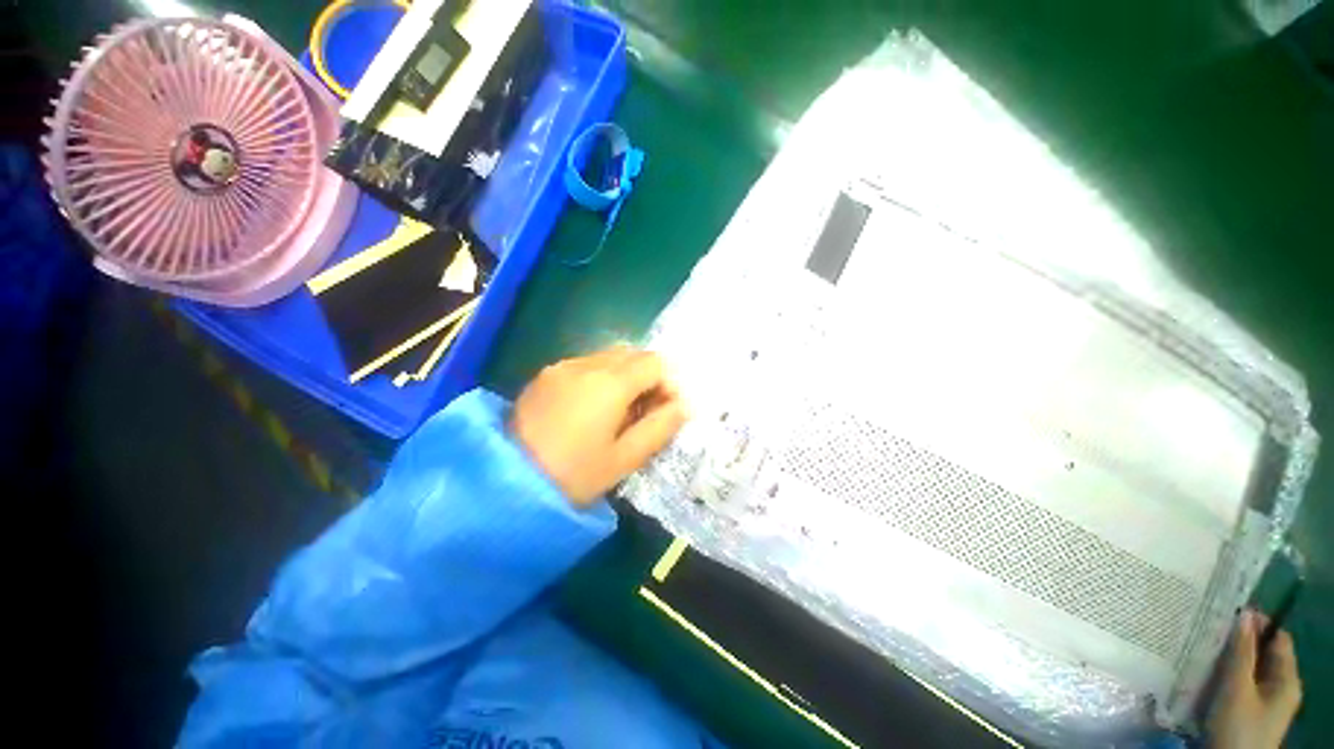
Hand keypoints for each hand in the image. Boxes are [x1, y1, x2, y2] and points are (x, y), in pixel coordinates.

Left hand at [511, 347, 687, 505]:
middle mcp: (586, 364)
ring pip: (609, 357)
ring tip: (620, 410)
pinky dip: (601, 377)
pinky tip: (592, 407)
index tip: (667, 410)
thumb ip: (660, 427)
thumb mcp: (624, 458)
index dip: (669, 383)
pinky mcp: (545, 375)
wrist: (504, 483)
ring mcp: (562, 366)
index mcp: (610, 383)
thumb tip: (683, 406)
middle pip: (632, 354)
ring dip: (625, 375)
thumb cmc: (573, 475)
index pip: (655, 363)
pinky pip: (586, 364)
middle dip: (648, 377)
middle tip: (646, 410)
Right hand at [1207, 609, 1301, 748]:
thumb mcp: (1238, 690)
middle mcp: (1279, 687)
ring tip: (1205, 645)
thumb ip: (1242, 653)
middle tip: (1213, 627)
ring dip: (1230, 657)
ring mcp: (1263, 701)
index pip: (1278, 639)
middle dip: (1240, 641)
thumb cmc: (1238, 726)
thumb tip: (1243, 613)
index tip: (1230, 611)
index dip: (1259, 623)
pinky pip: (1240, 683)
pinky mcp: (1246, 709)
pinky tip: (1207, 671)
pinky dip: (1226, 673)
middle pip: (1263, 654)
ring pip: (1249, 669)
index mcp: (1286, 679)